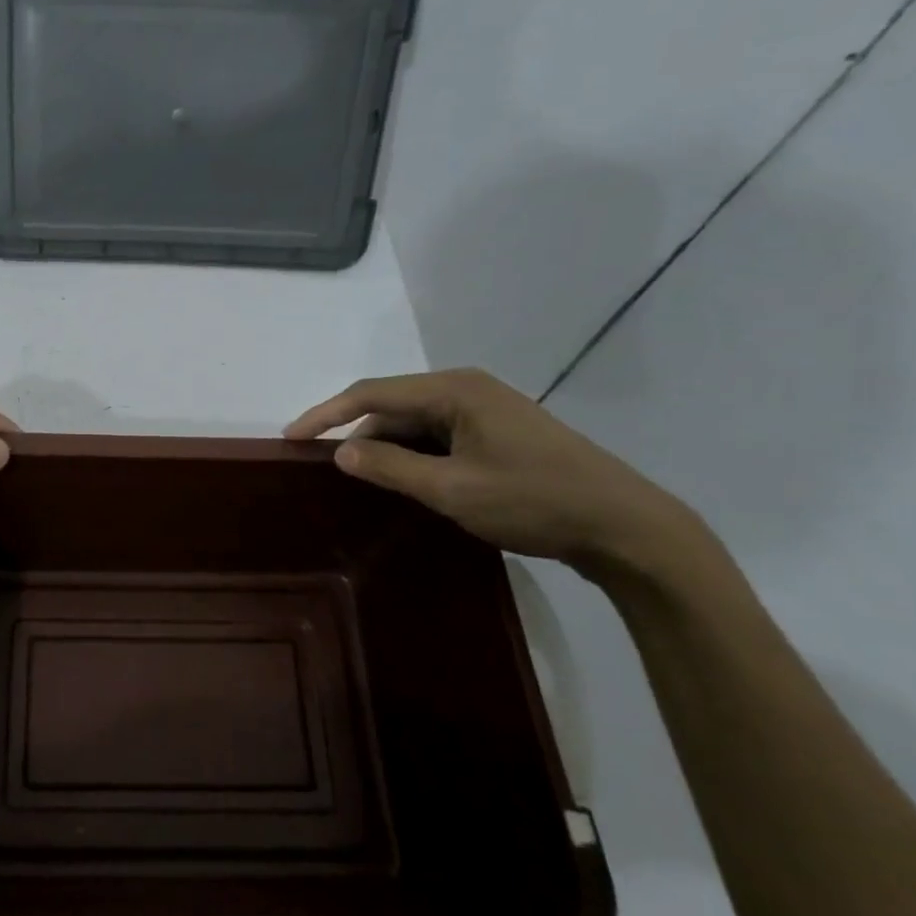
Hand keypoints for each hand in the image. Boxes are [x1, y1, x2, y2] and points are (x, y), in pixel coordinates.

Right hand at [286, 368, 702, 579]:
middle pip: (392, 406)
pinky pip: (438, 437)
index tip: (291, 438)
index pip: (372, 393)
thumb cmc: (533, 500)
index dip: (326, 414)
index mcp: (454, 390)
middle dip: (356, 434)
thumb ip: (390, 468)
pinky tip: (403, 482)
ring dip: (385, 449)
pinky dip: (413, 456)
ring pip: (415, 423)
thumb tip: (339, 452)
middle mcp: (467, 389)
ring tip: (359, 481)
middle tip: (324, 468)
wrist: (624, 526)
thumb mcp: (452, 489)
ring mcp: (486, 411)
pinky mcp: (498, 435)